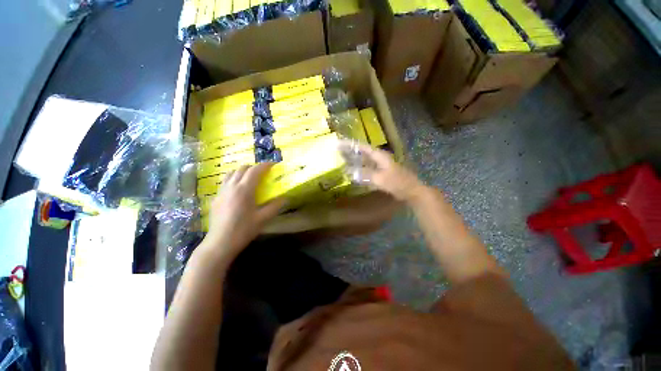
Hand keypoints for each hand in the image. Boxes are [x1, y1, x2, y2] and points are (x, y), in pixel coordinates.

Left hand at [201, 163, 285, 259]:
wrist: (220, 243)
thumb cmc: (244, 230)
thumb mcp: (263, 218)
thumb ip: (275, 206)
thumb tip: (284, 198)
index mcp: (244, 189)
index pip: (255, 170)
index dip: (265, 165)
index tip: (273, 165)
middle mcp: (231, 186)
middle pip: (242, 168)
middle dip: (254, 167)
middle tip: (263, 173)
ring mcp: (221, 191)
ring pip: (231, 173)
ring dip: (242, 171)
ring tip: (250, 178)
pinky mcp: (215, 198)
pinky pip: (225, 182)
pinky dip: (234, 179)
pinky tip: (237, 190)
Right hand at [339, 141, 424, 201]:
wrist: (411, 191)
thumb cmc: (397, 183)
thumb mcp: (381, 178)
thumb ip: (365, 175)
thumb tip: (350, 172)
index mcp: (380, 156)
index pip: (363, 147)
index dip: (351, 144)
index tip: (340, 143)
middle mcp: (379, 158)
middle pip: (363, 152)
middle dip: (351, 151)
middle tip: (338, 151)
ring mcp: (381, 165)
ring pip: (364, 160)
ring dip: (355, 159)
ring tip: (343, 159)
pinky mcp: (381, 173)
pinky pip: (367, 168)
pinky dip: (360, 168)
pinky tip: (354, 172)